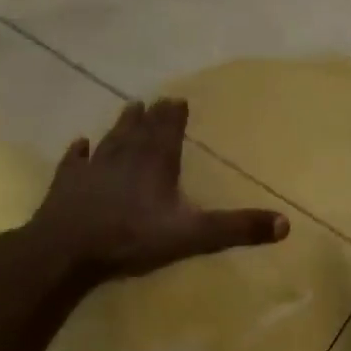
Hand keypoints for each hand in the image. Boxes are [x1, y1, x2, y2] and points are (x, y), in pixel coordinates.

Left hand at [27, 99, 288, 283]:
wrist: (65, 251)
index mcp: (156, 164)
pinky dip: (78, 152)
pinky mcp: (66, 186)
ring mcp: (92, 170)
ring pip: (110, 141)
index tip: (178, 99)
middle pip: (139, 131)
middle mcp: (124, 158)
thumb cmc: (131, 239)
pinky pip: (73, 163)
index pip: (167, 132)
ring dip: (120, 125)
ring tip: (128, 108)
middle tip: (154, 100)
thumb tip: (285, 223)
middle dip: (150, 116)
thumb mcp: (192, 236)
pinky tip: (79, 143)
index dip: (174, 116)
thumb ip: (235, 228)